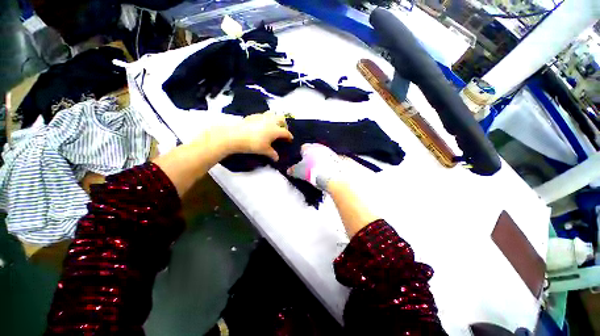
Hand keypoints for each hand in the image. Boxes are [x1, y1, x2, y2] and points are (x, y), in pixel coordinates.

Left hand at [229, 112, 292, 160]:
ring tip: (272, 126)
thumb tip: (277, 158)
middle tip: (282, 131)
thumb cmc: (253, 144)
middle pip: (282, 119)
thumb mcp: (264, 150)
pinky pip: (262, 115)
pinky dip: (265, 119)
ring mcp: (262, 116)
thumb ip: (272, 154)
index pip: (286, 133)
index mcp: (276, 130)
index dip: (289, 137)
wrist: (236, 136)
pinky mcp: (253, 115)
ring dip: (275, 119)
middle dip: (284, 125)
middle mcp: (271, 121)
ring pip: (272, 113)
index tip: (290, 140)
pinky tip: (261, 125)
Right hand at [287, 143, 341, 190]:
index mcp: (309, 147)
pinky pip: (331, 161)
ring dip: (321, 161)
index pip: (302, 148)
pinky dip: (329, 165)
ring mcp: (331, 152)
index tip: (300, 163)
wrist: (334, 177)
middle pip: (313, 151)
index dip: (300, 155)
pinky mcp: (339, 159)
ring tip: (319, 172)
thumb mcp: (299, 172)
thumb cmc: (313, 171)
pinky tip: (328, 173)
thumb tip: (289, 170)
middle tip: (309, 168)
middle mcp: (320, 147)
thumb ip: (293, 170)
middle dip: (311, 158)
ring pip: (323, 156)